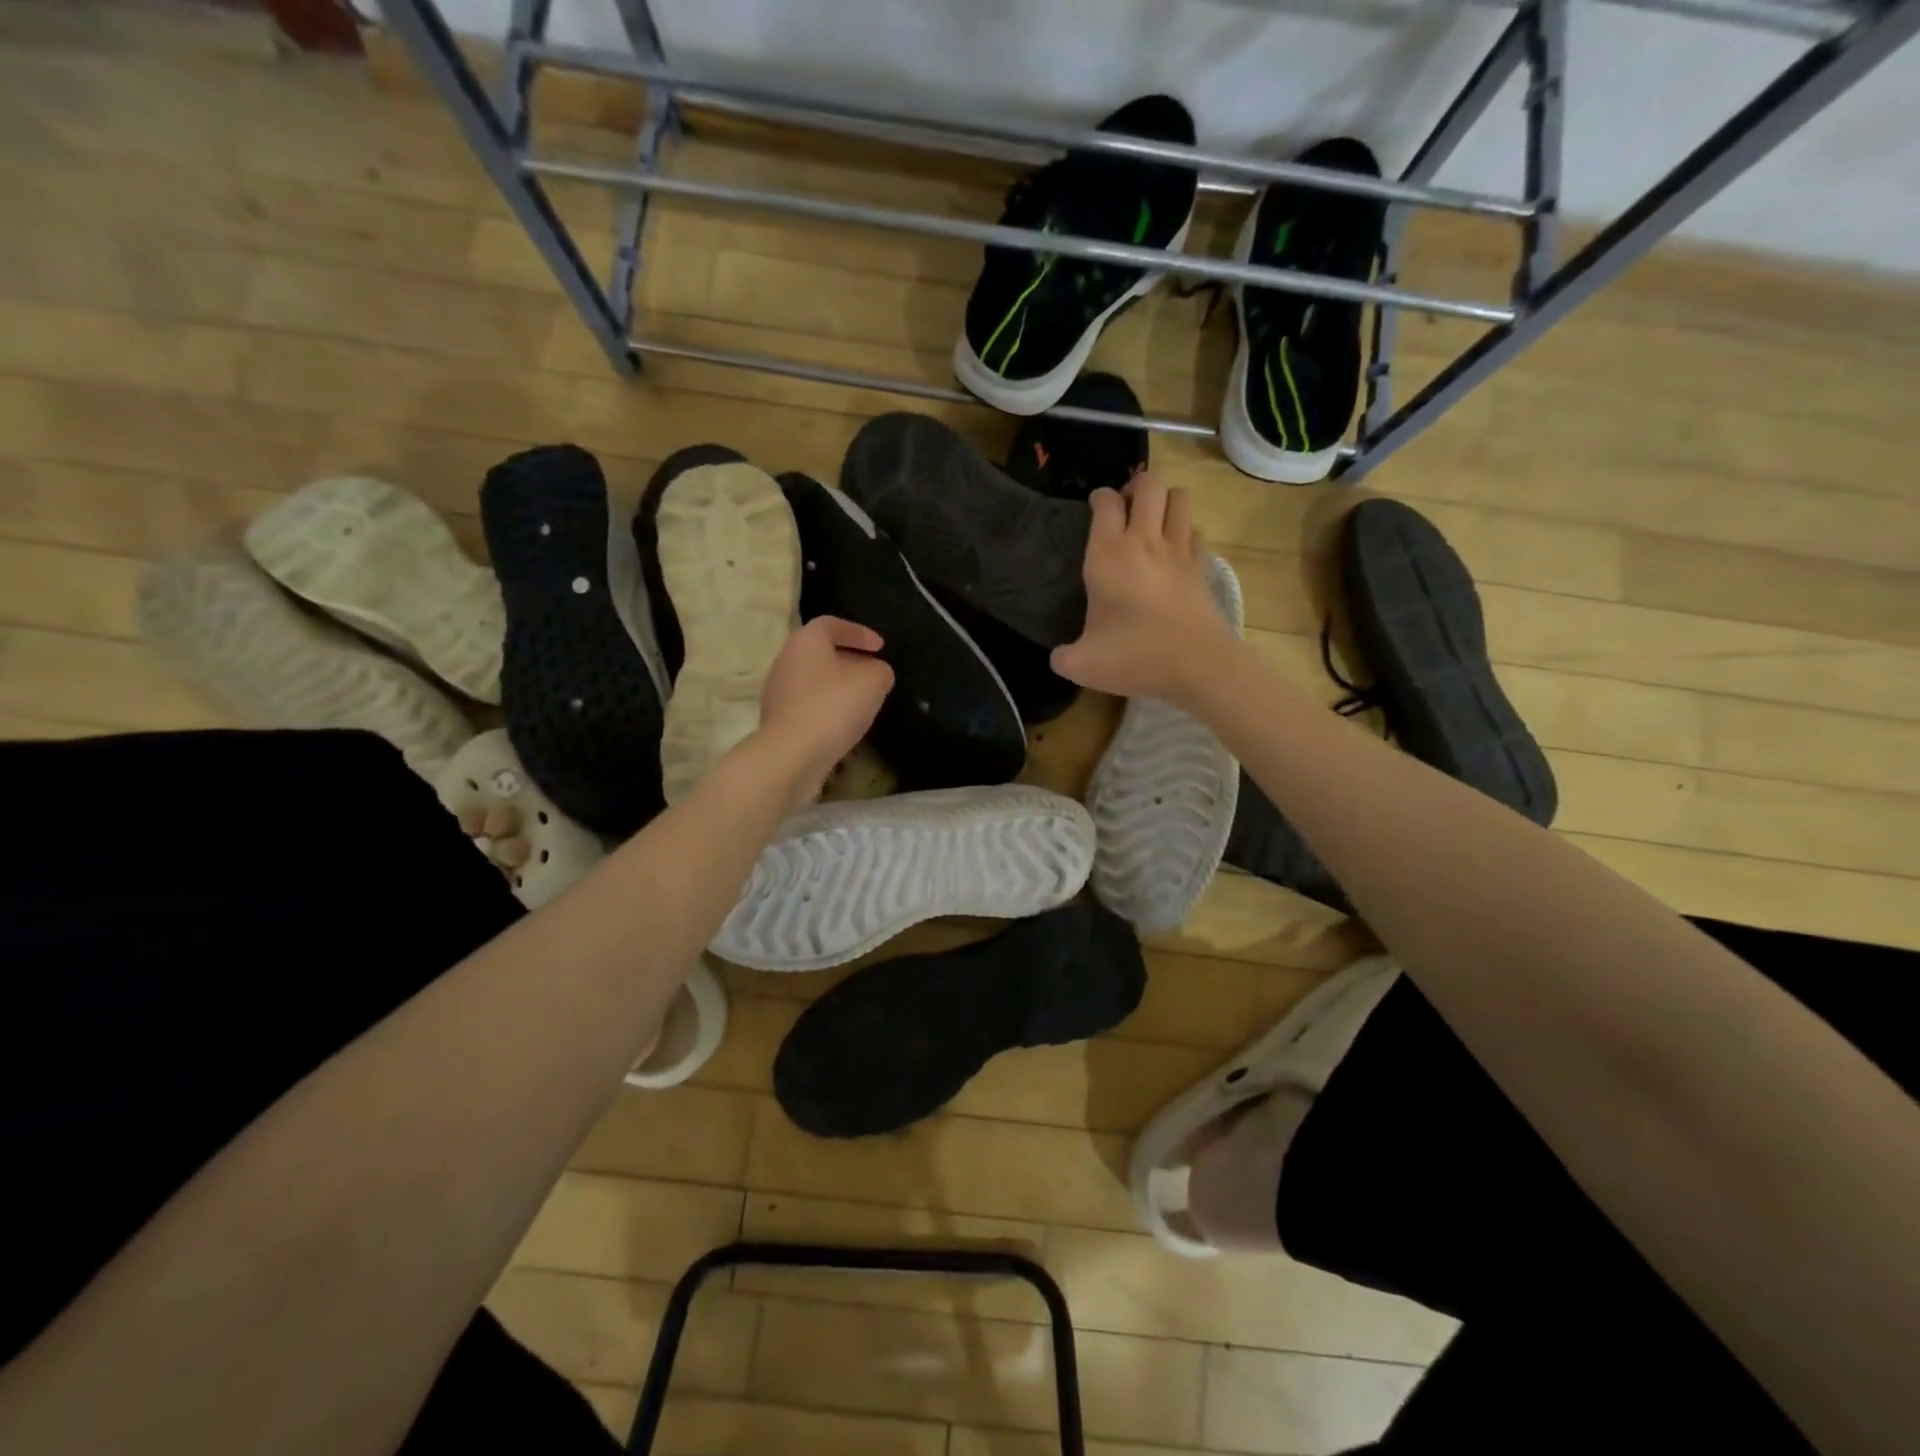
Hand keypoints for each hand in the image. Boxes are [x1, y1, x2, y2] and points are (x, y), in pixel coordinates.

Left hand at [757, 616, 893, 805]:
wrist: (792, 754)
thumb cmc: (833, 706)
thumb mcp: (873, 682)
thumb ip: (880, 670)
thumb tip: (876, 673)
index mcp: (805, 641)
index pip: (831, 624)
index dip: (858, 632)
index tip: (880, 647)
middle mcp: (786, 660)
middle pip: (820, 652)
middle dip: (849, 660)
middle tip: (872, 672)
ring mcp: (777, 692)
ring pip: (813, 680)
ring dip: (837, 686)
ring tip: (862, 700)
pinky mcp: (778, 720)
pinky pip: (807, 705)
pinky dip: (827, 708)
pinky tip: (844, 723)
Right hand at [1050, 474, 1235, 702]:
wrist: (1199, 665)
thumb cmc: (1136, 657)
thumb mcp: (1083, 665)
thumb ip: (1063, 657)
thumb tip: (1058, 657)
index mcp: (1108, 556)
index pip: (1105, 502)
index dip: (1099, 498)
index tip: (1094, 508)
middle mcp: (1145, 541)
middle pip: (1149, 484)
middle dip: (1136, 486)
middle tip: (1125, 508)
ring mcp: (1179, 550)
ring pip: (1178, 497)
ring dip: (1164, 500)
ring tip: (1152, 520)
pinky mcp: (1202, 566)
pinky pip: (1195, 530)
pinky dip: (1184, 531)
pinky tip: (1174, 550)